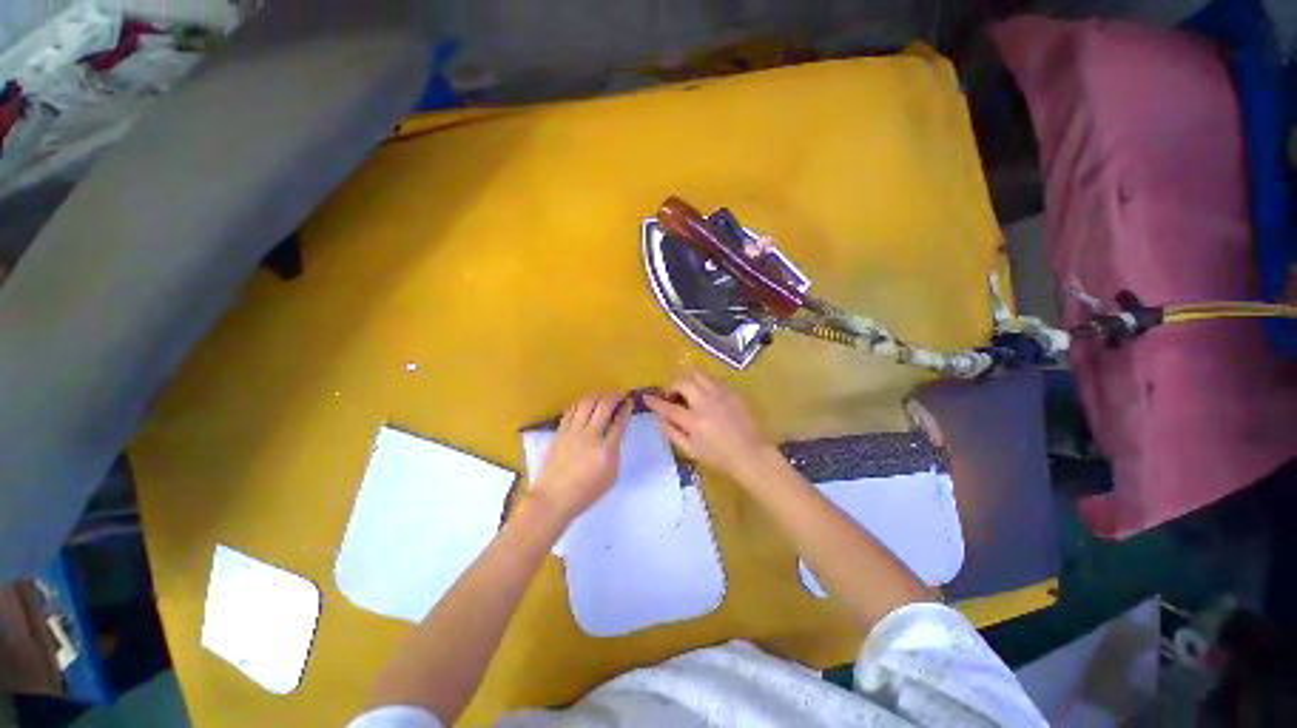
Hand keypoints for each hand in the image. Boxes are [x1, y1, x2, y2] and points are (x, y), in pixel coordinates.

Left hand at [530, 393, 632, 520]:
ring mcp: (573, 432)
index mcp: (606, 449)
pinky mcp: (560, 432)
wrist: (554, 498)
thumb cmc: (586, 493)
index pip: (620, 421)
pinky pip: (571, 411)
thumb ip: (615, 452)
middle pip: (604, 406)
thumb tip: (614, 436)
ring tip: (604, 396)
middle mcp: (590, 435)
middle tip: (620, 394)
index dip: (627, 408)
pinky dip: (581, 404)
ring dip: (598, 396)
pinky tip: (585, 405)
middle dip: (615, 396)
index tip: (630, 401)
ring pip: (587, 403)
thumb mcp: (611, 476)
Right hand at [644, 369, 770, 478]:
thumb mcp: (690, 451)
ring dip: (686, 379)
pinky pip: (711, 377)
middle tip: (671, 396)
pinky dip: (701, 381)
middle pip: (682, 381)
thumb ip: (671, 432)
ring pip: (697, 373)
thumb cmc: (719, 457)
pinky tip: (703, 392)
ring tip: (686, 390)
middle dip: (671, 385)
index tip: (646, 397)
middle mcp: (706, 402)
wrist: (751, 454)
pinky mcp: (731, 390)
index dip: (654, 401)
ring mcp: (720, 394)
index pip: (667, 407)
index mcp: (694, 421)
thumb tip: (660, 417)